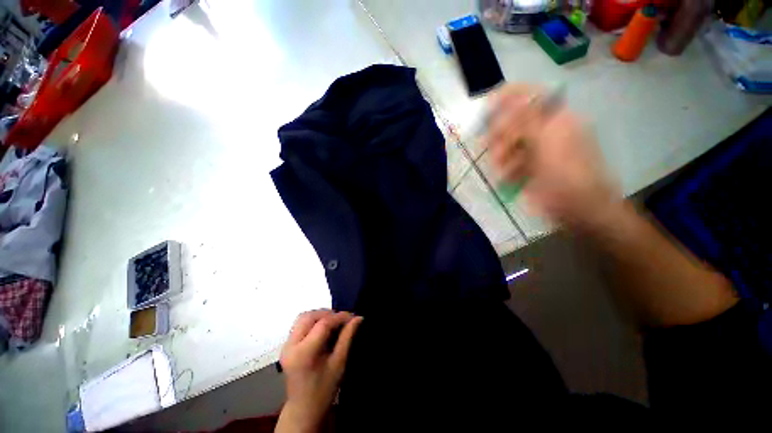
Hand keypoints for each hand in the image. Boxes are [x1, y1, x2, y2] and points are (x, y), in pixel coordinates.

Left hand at [276, 310, 362, 432]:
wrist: (304, 408)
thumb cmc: (324, 388)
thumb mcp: (339, 362)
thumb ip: (347, 337)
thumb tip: (358, 318)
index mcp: (304, 353)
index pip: (323, 324)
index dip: (339, 317)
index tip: (353, 316)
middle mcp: (291, 346)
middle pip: (309, 316)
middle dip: (328, 313)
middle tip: (343, 319)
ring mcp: (286, 345)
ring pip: (303, 317)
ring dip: (320, 315)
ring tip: (334, 322)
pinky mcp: (286, 345)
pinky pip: (300, 324)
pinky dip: (313, 321)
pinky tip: (323, 328)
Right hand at [485, 84, 620, 229]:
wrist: (579, 208)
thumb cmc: (566, 173)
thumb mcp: (547, 141)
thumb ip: (525, 119)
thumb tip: (506, 96)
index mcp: (554, 118)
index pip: (529, 96)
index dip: (507, 98)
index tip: (486, 109)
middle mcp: (545, 130)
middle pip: (513, 122)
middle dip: (499, 134)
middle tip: (489, 145)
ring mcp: (536, 150)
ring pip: (508, 144)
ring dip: (501, 155)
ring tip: (501, 168)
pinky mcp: (529, 167)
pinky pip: (510, 161)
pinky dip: (505, 168)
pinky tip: (508, 177)